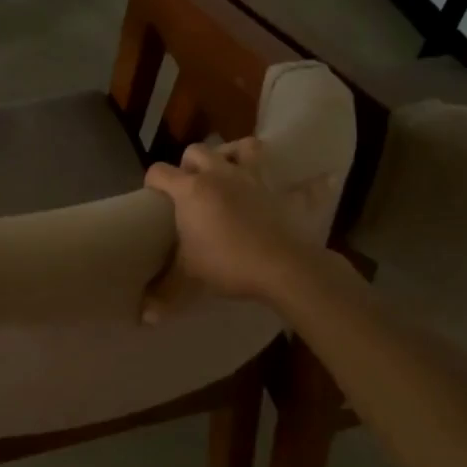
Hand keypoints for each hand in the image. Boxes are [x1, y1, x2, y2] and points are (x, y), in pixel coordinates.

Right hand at [141, 138, 320, 319]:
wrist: (281, 267)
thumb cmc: (227, 265)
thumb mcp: (189, 280)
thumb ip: (164, 294)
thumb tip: (145, 318)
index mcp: (191, 190)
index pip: (159, 172)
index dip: (153, 182)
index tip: (153, 196)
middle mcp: (220, 175)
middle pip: (198, 151)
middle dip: (190, 163)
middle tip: (190, 186)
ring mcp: (255, 180)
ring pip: (246, 148)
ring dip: (237, 153)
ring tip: (233, 168)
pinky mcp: (284, 194)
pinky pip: (304, 185)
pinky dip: (311, 184)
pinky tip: (321, 182)